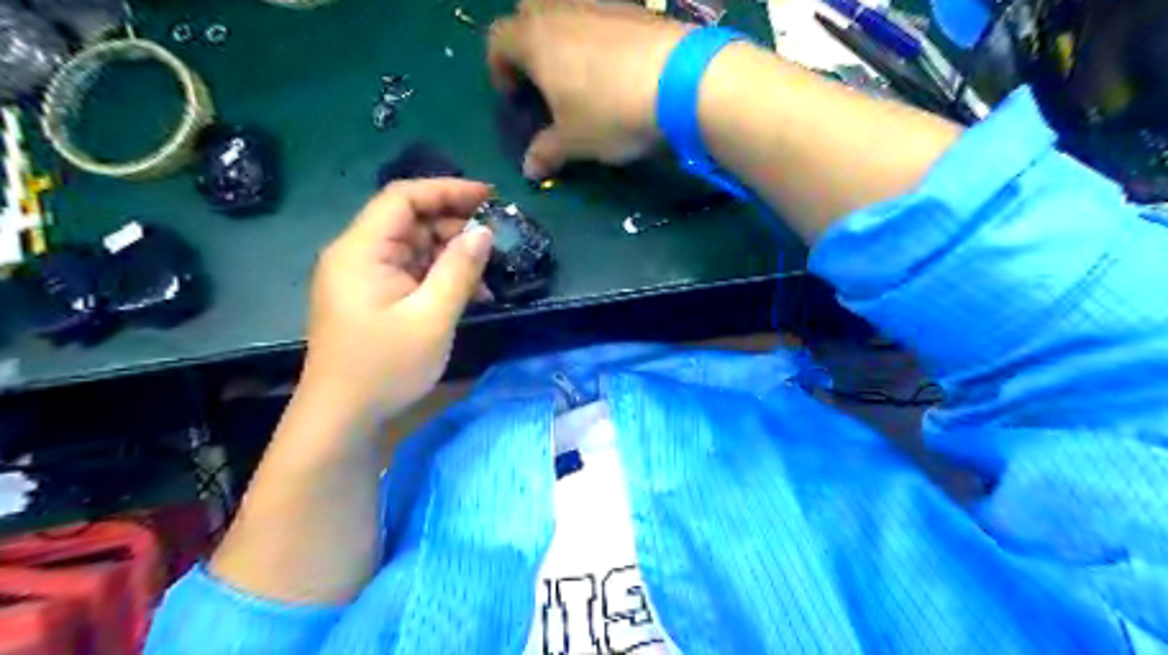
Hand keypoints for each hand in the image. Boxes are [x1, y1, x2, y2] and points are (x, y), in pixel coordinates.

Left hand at [296, 179, 494, 425]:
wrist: (343, 417)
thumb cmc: (385, 367)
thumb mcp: (432, 317)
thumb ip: (459, 270)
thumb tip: (484, 231)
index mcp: (361, 250)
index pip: (403, 197)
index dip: (447, 189)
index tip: (490, 196)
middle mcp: (358, 255)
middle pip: (409, 220)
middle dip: (455, 225)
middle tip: (497, 238)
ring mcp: (365, 277)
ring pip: (414, 247)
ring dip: (452, 254)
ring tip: (489, 272)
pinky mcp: (373, 297)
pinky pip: (411, 272)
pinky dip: (440, 276)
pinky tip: (470, 293)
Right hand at [489, 0, 685, 179]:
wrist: (681, 81)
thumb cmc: (610, 112)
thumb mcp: (574, 142)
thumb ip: (547, 152)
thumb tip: (529, 170)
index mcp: (535, 39)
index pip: (498, 41)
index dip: (499, 70)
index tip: (515, 98)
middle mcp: (562, 10)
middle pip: (529, 11)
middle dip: (529, 41)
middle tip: (545, 78)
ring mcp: (601, 3)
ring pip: (569, 10)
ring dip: (567, 37)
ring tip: (584, 74)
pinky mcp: (635, 8)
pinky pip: (604, 15)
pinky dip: (601, 36)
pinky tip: (619, 67)